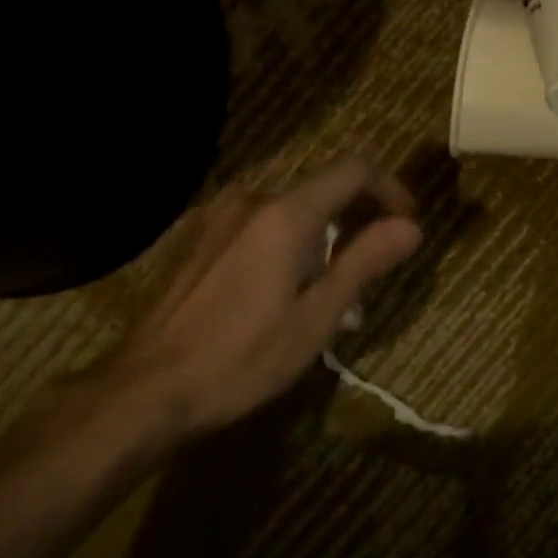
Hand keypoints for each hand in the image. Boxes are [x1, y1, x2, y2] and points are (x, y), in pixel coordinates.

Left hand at [109, 159, 422, 434]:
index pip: (354, 170)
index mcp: (285, 214)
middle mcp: (250, 199)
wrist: (147, 387)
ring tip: (325, 299)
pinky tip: (278, 295)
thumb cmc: (241, 359)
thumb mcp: (315, 319)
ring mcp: (216, 215)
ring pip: (287, 213)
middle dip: (354, 223)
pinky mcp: (196, 236)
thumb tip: (411, 227)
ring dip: (318, 241)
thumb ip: (364, 263)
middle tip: (368, 276)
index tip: (406, 224)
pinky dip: (282, 246)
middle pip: (320, 192)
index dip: (390, 189)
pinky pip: (255, 227)